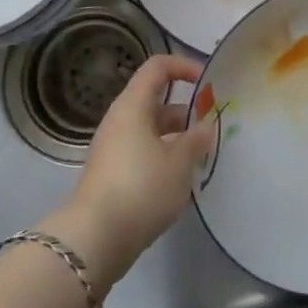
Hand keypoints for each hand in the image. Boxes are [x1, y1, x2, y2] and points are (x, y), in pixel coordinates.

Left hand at [39, 54, 213, 297]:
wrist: (95, 240)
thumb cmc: (141, 187)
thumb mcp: (180, 162)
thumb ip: (197, 139)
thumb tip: (205, 126)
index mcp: (133, 106)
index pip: (158, 67)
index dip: (184, 67)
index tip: (209, 83)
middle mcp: (120, 121)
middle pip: (156, 102)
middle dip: (187, 113)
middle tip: (212, 129)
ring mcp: (113, 149)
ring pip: (151, 131)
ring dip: (178, 139)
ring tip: (203, 158)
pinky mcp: (112, 175)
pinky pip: (143, 154)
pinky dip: (164, 159)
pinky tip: (182, 181)